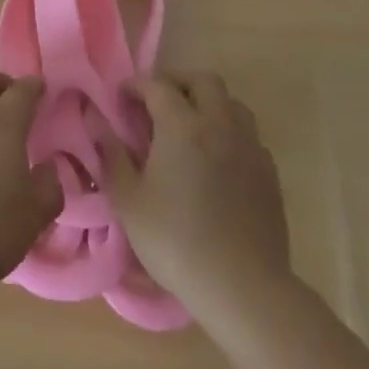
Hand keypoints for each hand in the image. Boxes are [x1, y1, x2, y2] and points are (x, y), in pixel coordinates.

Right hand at [103, 71, 292, 324]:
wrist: (244, 288)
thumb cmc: (177, 242)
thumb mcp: (129, 202)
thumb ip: (112, 157)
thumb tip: (99, 125)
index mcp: (183, 125)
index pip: (157, 85)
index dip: (136, 85)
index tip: (121, 97)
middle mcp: (219, 124)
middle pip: (203, 80)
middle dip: (176, 81)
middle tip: (156, 101)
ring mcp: (250, 147)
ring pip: (232, 103)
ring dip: (208, 102)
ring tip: (189, 124)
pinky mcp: (269, 173)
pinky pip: (248, 135)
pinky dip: (229, 132)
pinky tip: (217, 158)